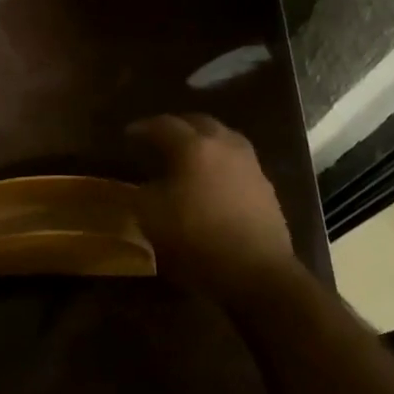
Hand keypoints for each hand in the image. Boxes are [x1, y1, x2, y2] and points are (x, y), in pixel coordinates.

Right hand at [128, 114, 292, 288]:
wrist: (256, 271)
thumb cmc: (196, 239)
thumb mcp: (150, 217)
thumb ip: (139, 192)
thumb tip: (140, 183)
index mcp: (193, 146)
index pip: (162, 124)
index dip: (142, 128)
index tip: (127, 136)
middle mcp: (224, 145)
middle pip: (198, 122)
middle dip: (176, 127)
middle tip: (158, 140)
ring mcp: (249, 164)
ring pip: (222, 138)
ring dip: (202, 141)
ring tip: (187, 157)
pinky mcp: (265, 185)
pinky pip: (237, 160)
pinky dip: (220, 161)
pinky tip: (211, 180)